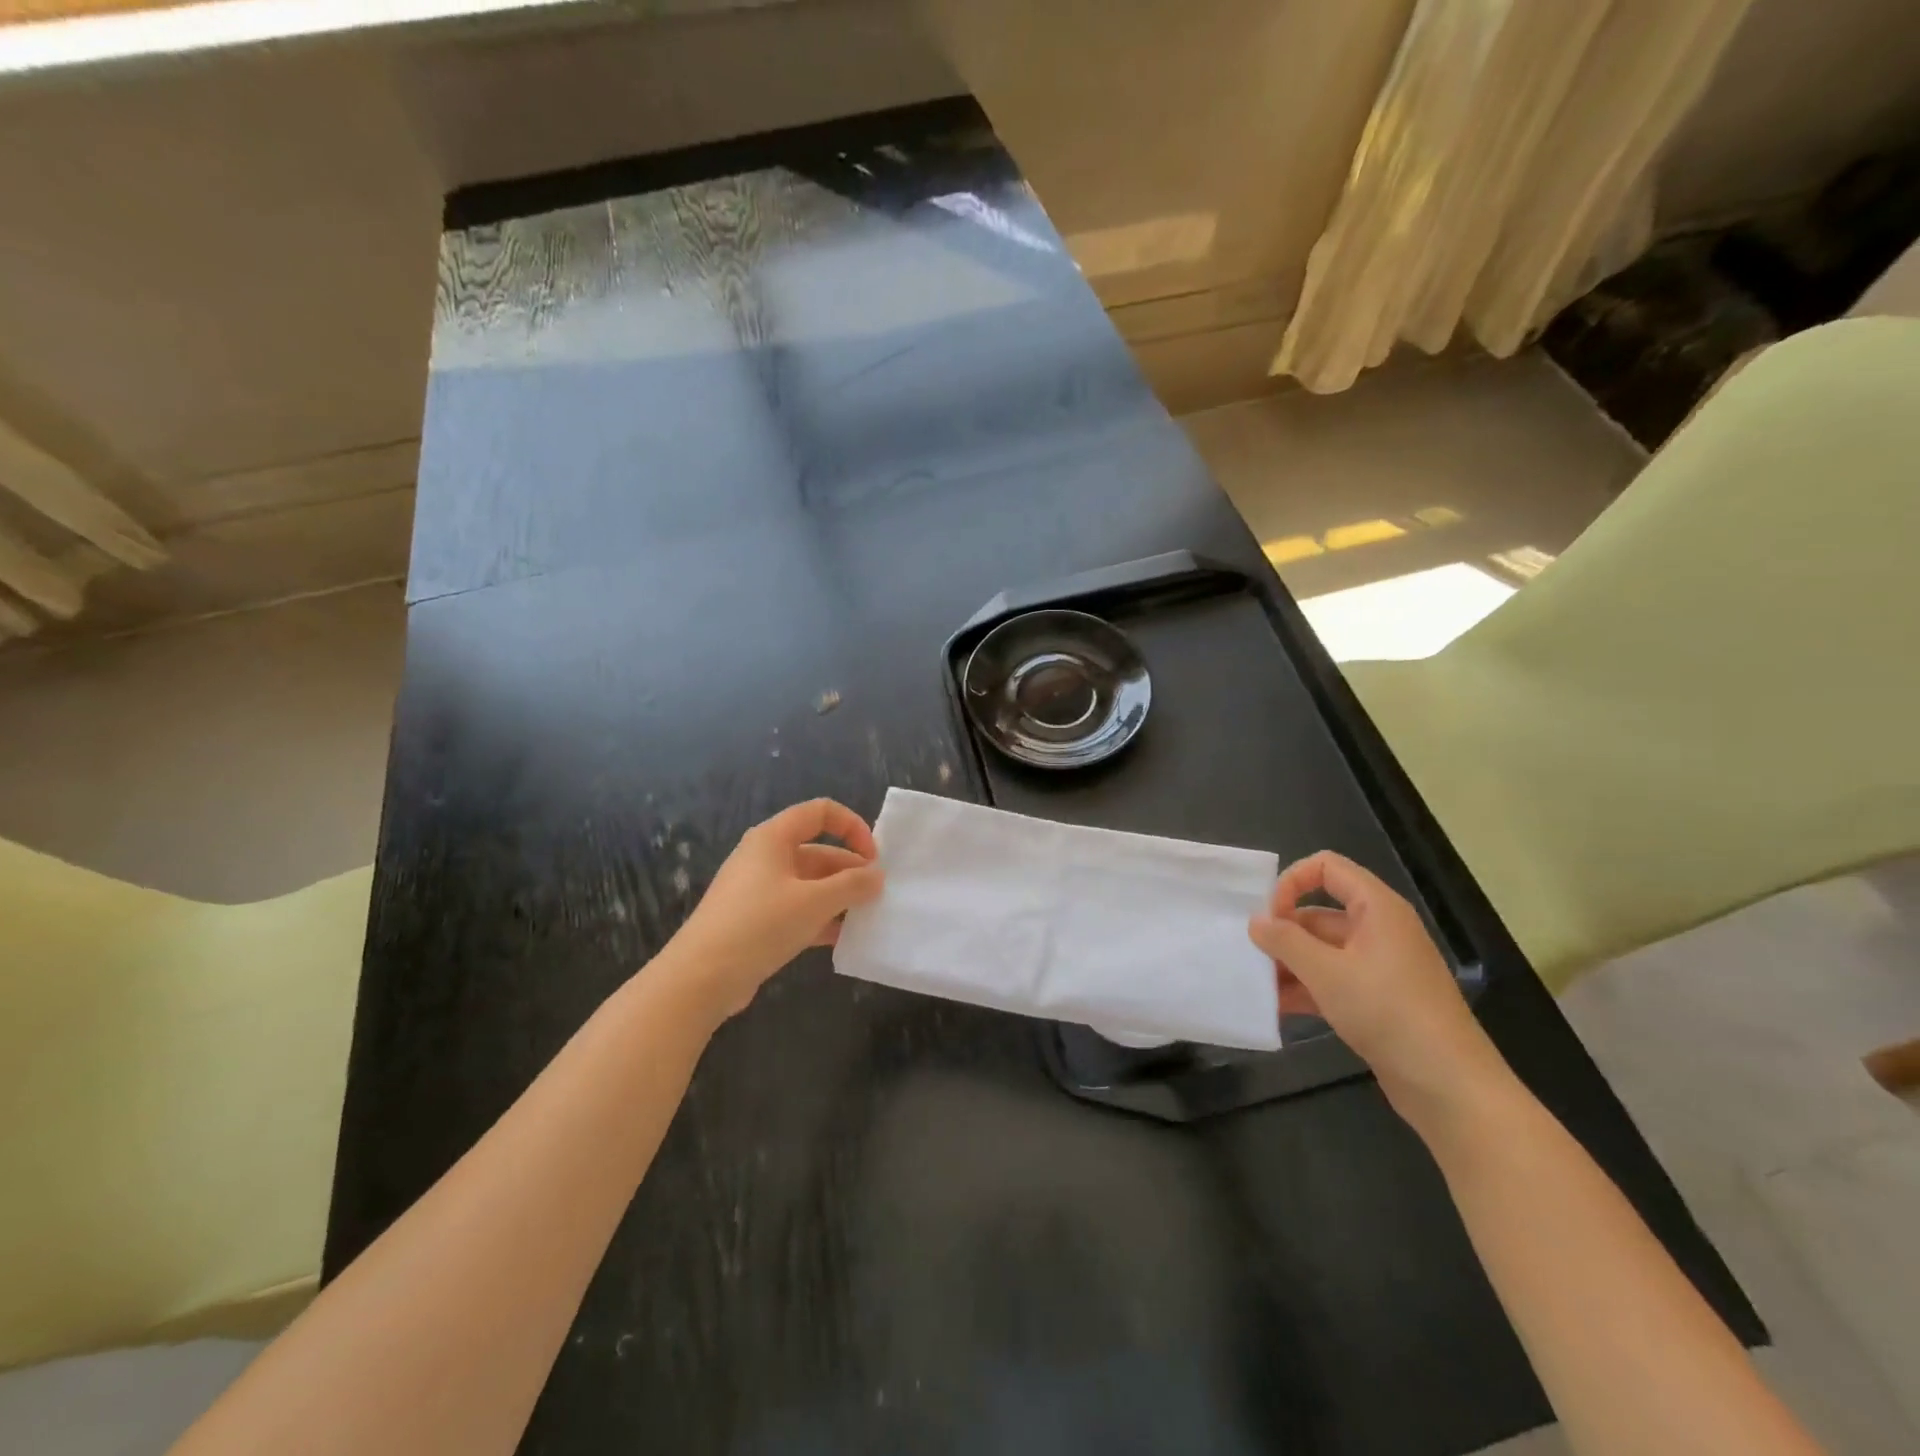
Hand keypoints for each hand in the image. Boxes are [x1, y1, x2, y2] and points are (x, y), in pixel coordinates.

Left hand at [665, 799, 883, 1021]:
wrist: (701, 977)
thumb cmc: (760, 925)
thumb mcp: (815, 902)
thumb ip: (852, 885)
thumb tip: (877, 876)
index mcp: (773, 838)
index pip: (821, 812)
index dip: (852, 827)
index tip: (874, 857)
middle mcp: (765, 857)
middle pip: (818, 851)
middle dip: (850, 870)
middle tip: (877, 895)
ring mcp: (758, 890)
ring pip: (809, 884)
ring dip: (838, 897)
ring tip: (866, 917)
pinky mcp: (755, 921)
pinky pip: (796, 909)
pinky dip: (820, 919)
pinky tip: (842, 939)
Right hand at [1249, 851, 1509, 1129]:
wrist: (1449, 1086)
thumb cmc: (1388, 1013)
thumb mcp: (1327, 973)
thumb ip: (1285, 942)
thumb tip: (1256, 921)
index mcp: (1377, 909)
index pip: (1327, 867)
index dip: (1292, 882)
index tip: (1269, 915)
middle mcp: (1379, 930)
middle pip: (1319, 913)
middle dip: (1283, 932)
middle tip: (1251, 956)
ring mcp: (1379, 966)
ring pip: (1322, 950)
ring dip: (1289, 964)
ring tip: (1256, 985)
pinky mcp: (1377, 999)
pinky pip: (1332, 980)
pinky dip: (1305, 988)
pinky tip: (1276, 1007)